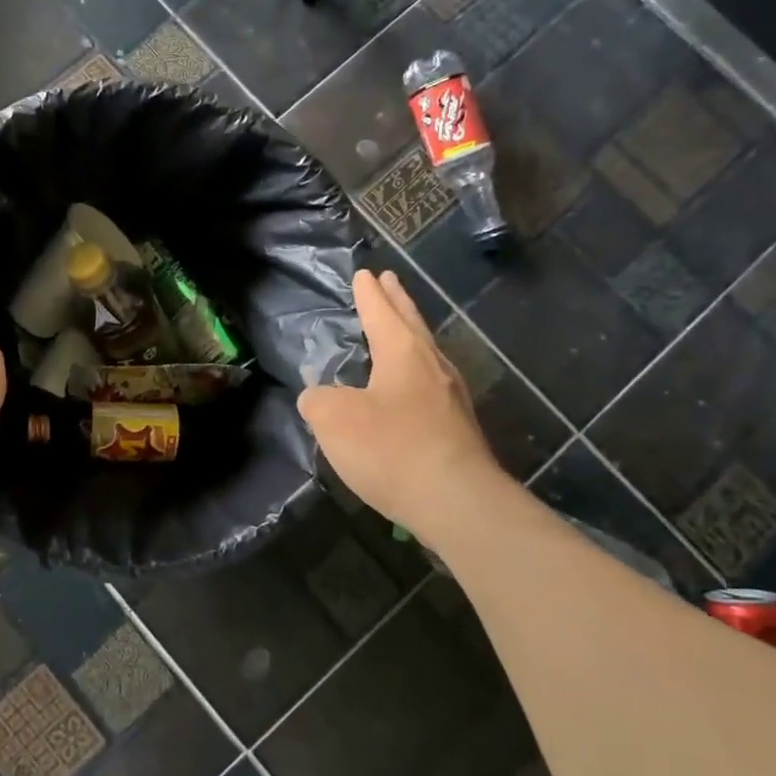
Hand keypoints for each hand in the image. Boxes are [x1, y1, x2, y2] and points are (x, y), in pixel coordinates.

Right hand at [298, 270, 504, 536]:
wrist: (456, 502)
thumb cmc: (391, 449)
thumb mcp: (333, 420)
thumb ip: (317, 400)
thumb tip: (318, 396)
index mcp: (403, 352)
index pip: (381, 312)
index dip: (368, 294)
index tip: (365, 273)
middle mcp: (432, 366)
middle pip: (412, 324)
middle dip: (397, 302)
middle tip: (390, 280)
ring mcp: (451, 398)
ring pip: (425, 354)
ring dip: (409, 336)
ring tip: (398, 330)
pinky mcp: (458, 429)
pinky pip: (430, 386)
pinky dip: (414, 374)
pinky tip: (407, 390)